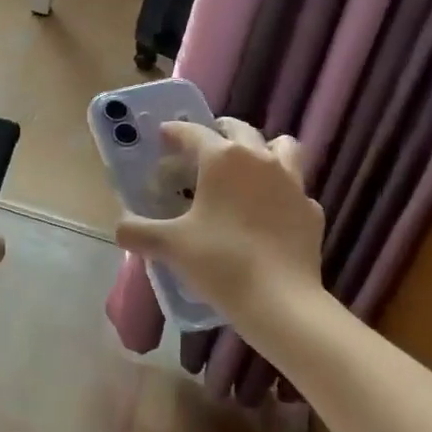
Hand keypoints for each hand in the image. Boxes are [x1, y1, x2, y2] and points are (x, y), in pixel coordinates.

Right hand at [114, 118, 324, 336]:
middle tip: (202, 148)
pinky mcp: (311, 210)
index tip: (163, 136)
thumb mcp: (170, 246)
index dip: (175, 132)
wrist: (281, 301)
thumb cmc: (221, 262)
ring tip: (247, 167)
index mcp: (222, 159)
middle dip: (219, 131)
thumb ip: (139, 232)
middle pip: (239, 129)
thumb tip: (120, 228)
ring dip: (263, 148)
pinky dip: (281, 192)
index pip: (193, 132)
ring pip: (281, 147)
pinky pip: (295, 189)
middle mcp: (259, 159)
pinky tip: (270, 212)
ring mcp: (292, 183)